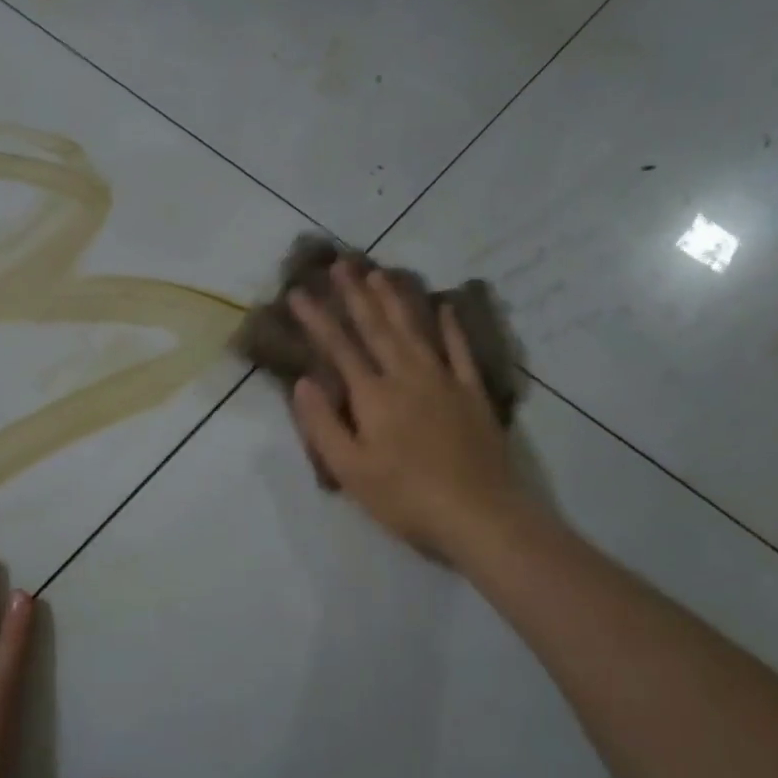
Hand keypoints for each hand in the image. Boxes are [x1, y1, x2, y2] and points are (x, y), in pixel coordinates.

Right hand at [290, 259, 532, 560]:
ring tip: (381, 273)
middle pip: (377, 328)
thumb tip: (304, 382)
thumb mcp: (350, 470)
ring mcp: (444, 381)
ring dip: (396, 300)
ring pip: (415, 330)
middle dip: (356, 294)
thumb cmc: (405, 498)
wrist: (479, 514)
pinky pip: (459, 351)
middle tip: (342, 263)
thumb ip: (323, 424)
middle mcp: (407, 376)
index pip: (339, 348)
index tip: (298, 293)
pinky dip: (450, 327)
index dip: (317, 319)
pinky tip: (444, 307)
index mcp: (373, 396)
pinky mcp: (472, 393)